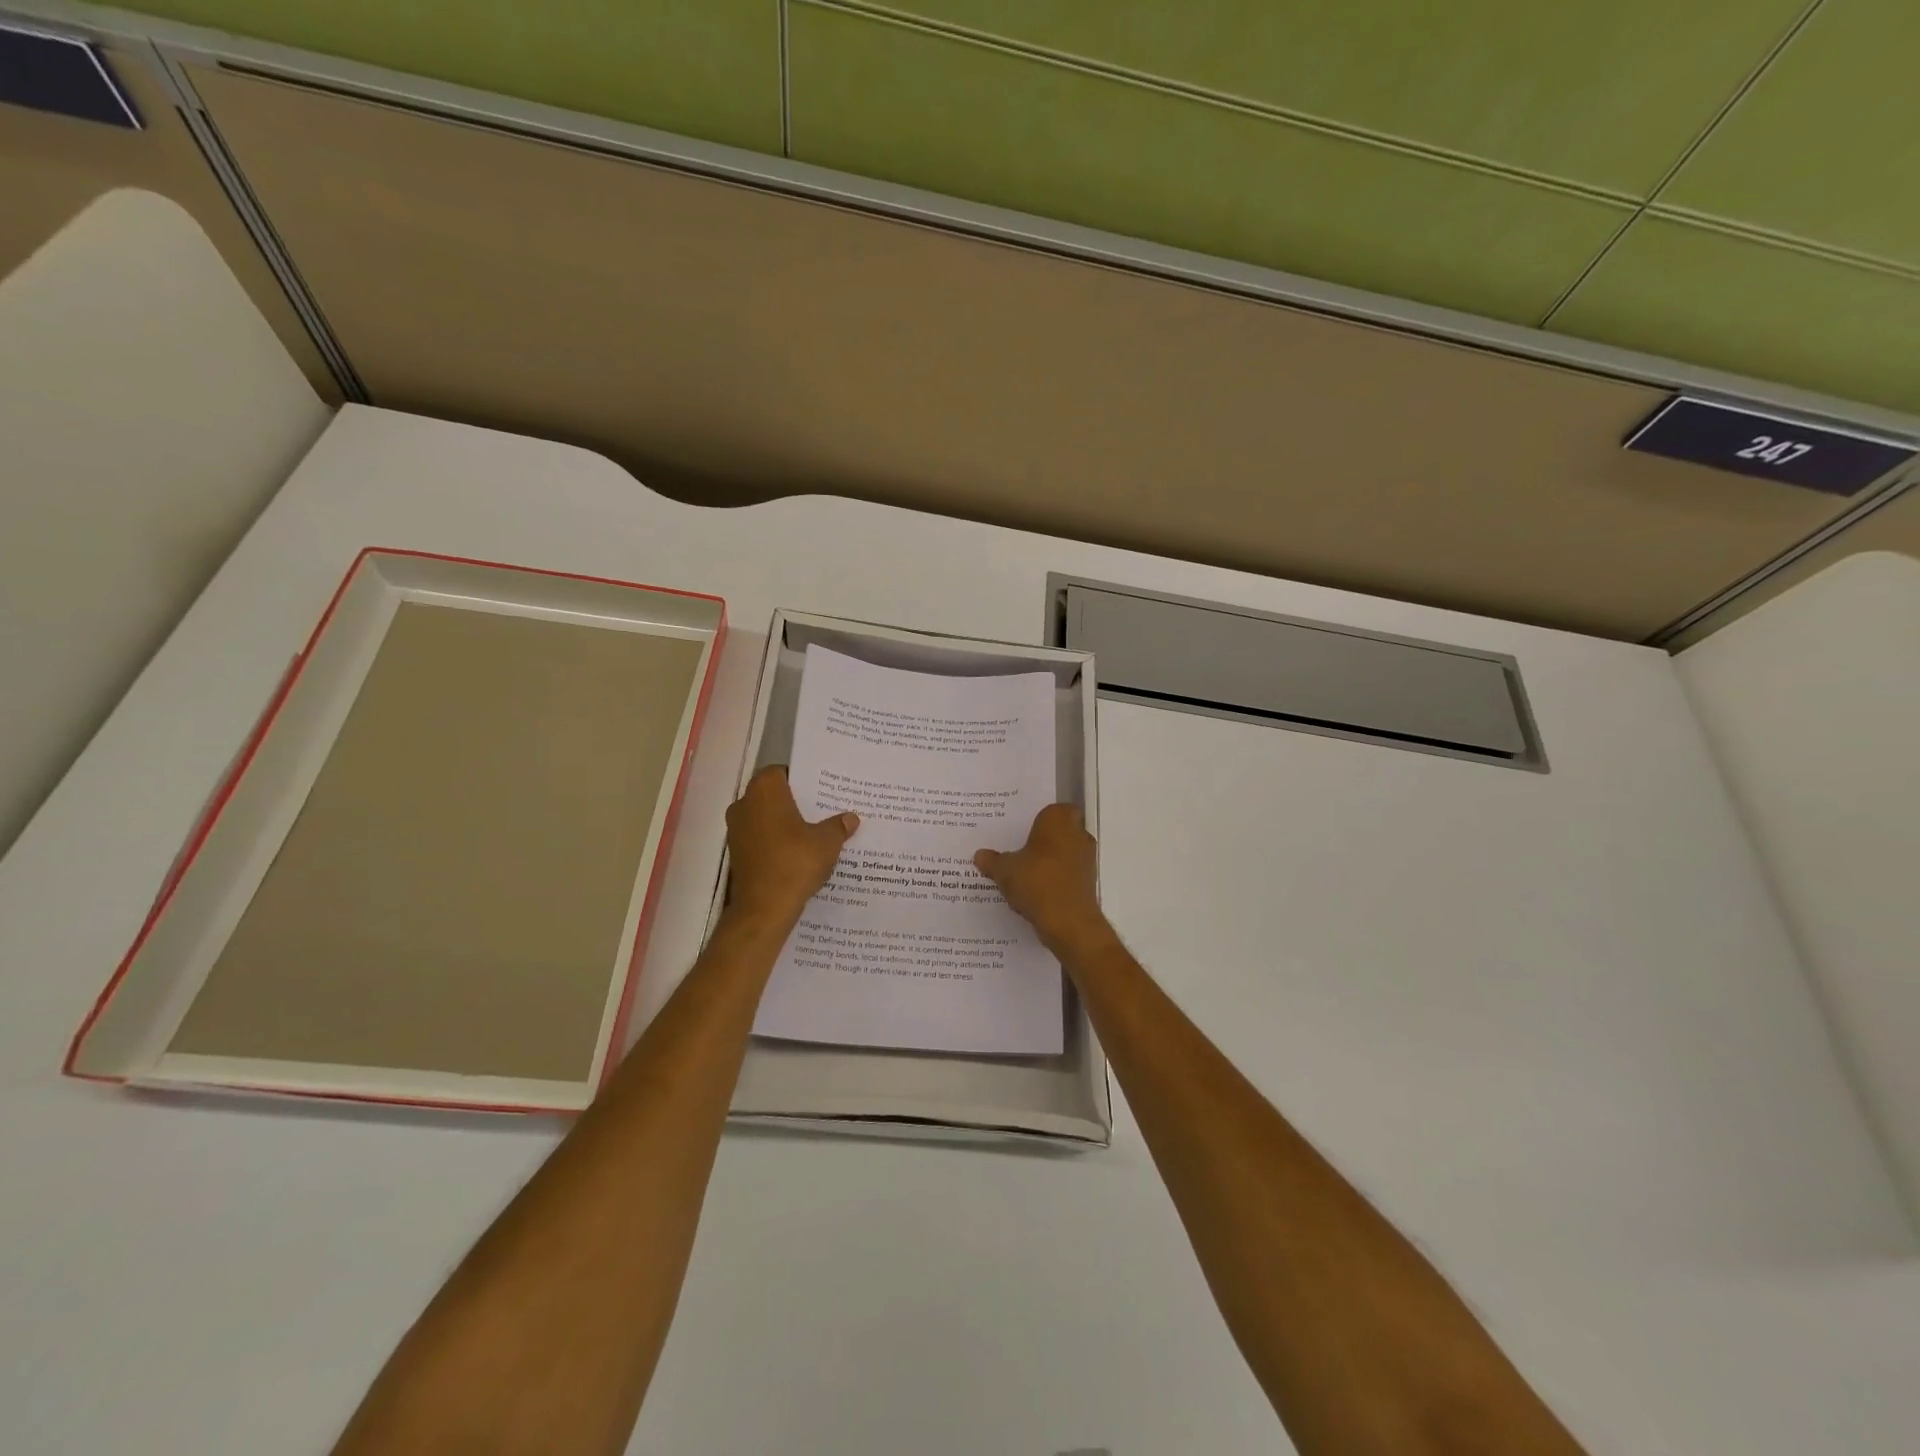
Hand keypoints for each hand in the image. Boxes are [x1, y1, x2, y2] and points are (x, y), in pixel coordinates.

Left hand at [724, 766, 858, 927]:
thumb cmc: (795, 863)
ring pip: (765, 817)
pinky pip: (760, 838)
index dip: (802, 779)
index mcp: (764, 790)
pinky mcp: (737, 853)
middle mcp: (744, 804)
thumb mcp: (827, 842)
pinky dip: (776, 841)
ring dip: (785, 823)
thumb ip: (838, 826)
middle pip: (773, 794)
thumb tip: (850, 818)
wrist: (763, 908)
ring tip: (814, 831)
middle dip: (795, 801)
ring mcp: (736, 830)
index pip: (782, 772)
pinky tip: (798, 852)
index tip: (821, 789)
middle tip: (823, 808)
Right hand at [974, 804, 1112, 955]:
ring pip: (1063, 854)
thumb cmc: (1036, 882)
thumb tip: (980, 855)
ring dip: (1047, 862)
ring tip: (1021, 875)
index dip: (1038, 819)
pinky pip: (1066, 874)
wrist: (1069, 922)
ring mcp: (1086, 859)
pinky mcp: (1088, 882)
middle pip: (1058, 832)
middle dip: (1041, 841)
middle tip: (1016, 850)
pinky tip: (1033, 893)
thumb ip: (992, 861)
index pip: (1052, 809)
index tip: (1020, 830)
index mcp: (1059, 820)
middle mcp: (1078, 834)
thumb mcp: (1004, 870)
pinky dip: (1054, 880)